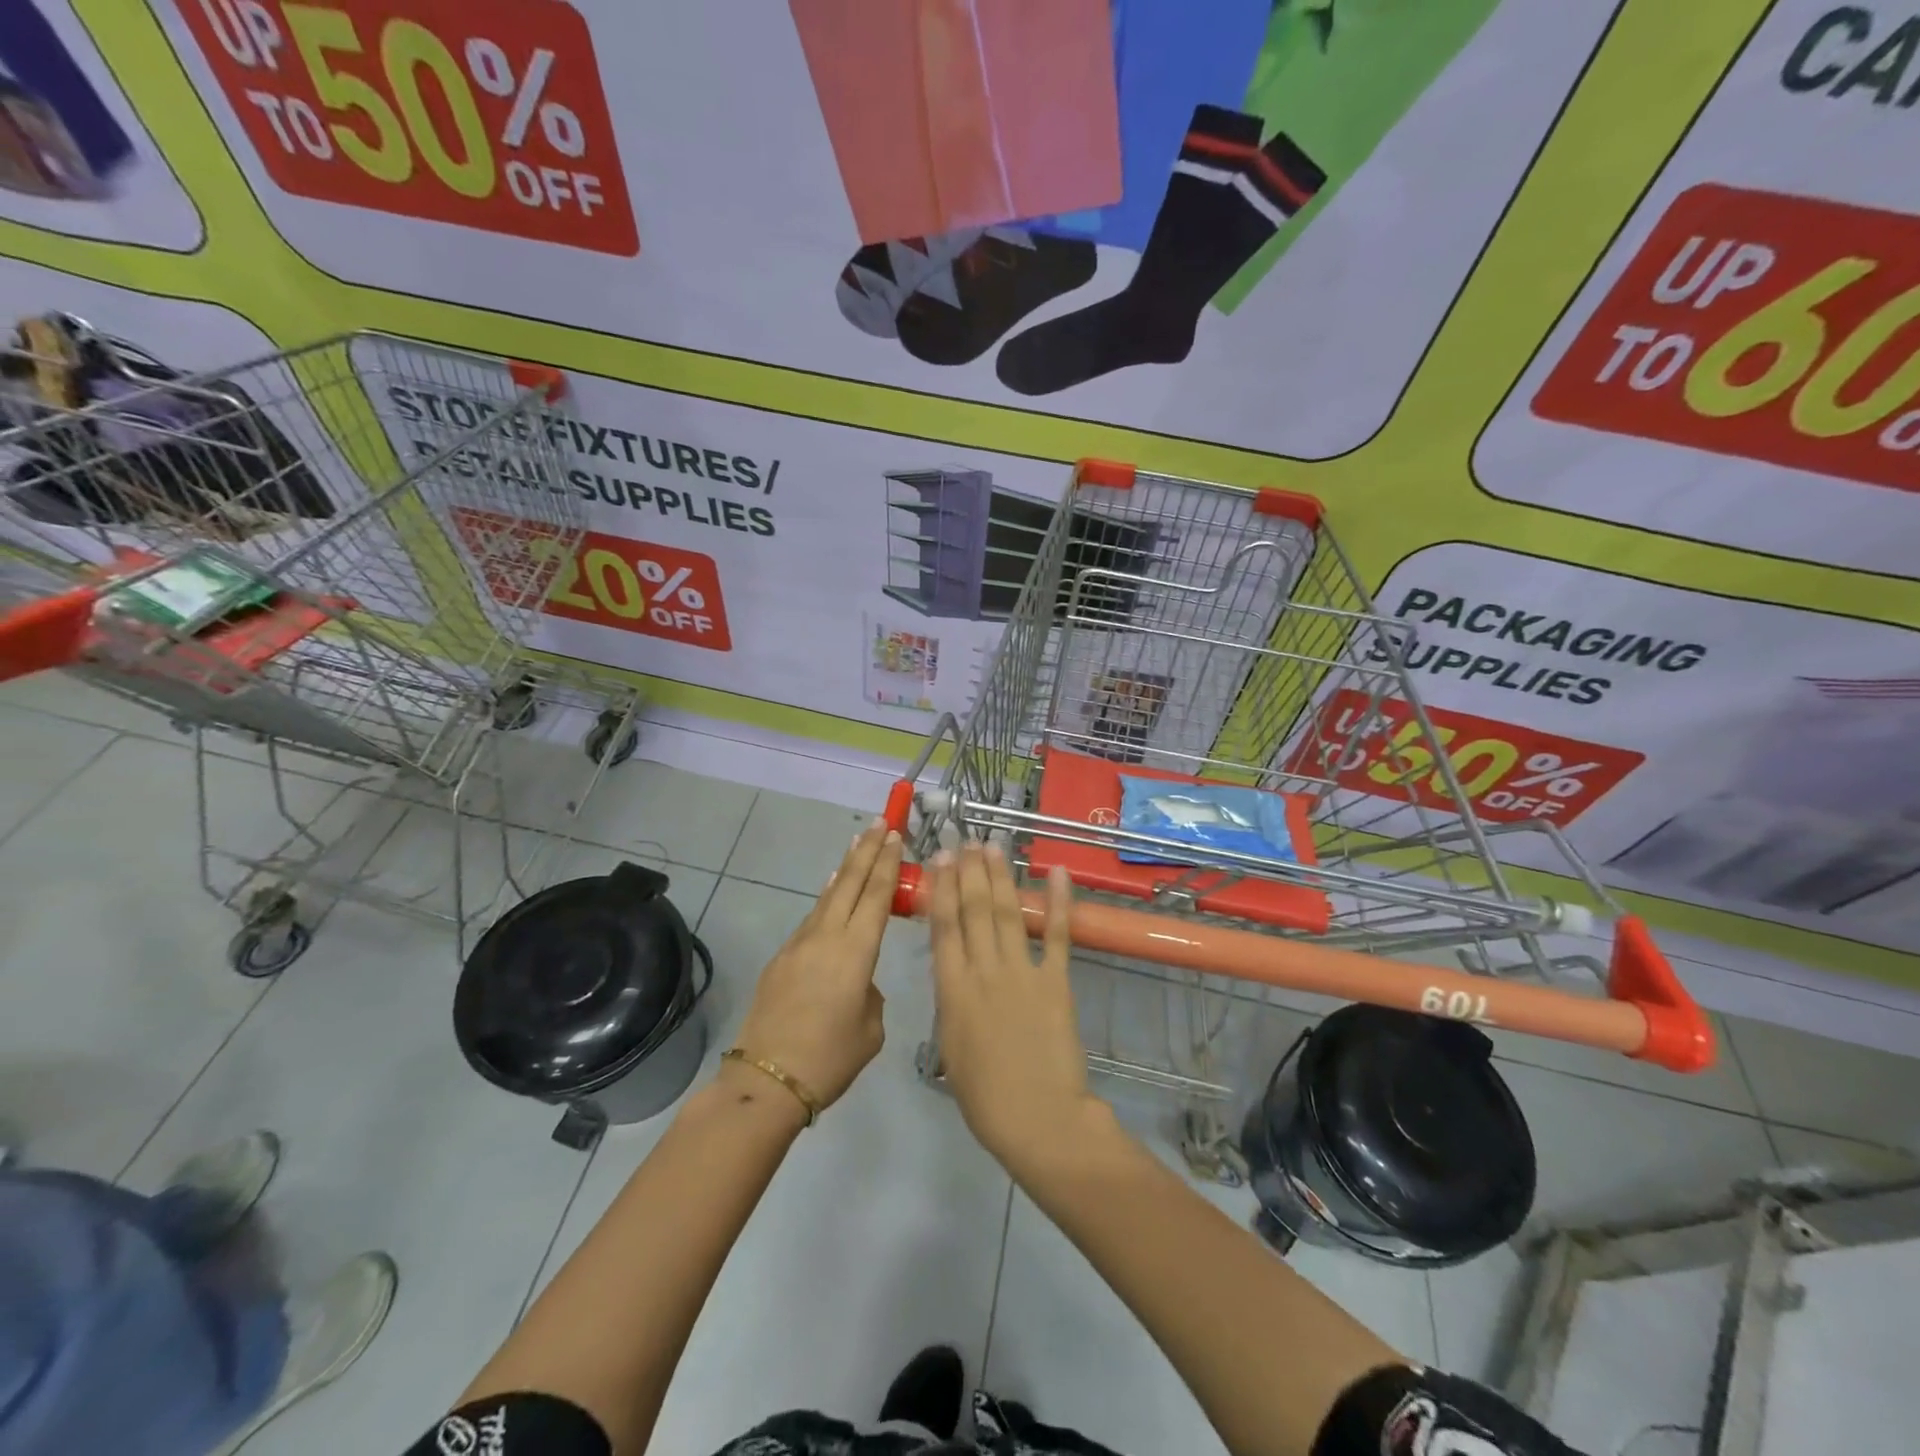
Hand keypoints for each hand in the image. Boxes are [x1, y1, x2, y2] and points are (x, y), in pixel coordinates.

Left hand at [732, 821, 901, 1114]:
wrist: (766, 1080)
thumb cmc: (829, 1058)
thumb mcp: (870, 1030)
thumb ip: (870, 995)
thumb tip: (858, 982)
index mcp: (855, 952)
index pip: (875, 896)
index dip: (886, 863)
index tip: (893, 834)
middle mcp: (826, 937)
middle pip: (849, 883)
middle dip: (866, 851)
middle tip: (878, 824)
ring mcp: (799, 945)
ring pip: (827, 897)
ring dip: (844, 870)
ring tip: (856, 846)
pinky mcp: (781, 959)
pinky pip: (811, 918)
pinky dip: (826, 899)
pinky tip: (830, 894)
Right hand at [926, 843, 1100, 1177]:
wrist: (1038, 1118)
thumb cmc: (985, 1096)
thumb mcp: (951, 1047)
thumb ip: (951, 1003)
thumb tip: (952, 971)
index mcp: (953, 989)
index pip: (944, 927)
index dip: (941, 888)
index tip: (940, 859)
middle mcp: (984, 970)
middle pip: (974, 910)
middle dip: (968, 871)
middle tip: (965, 840)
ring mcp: (1022, 971)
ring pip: (1007, 912)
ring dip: (1000, 876)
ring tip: (993, 845)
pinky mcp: (1056, 980)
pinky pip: (1057, 934)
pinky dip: (1059, 901)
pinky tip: (1056, 871)